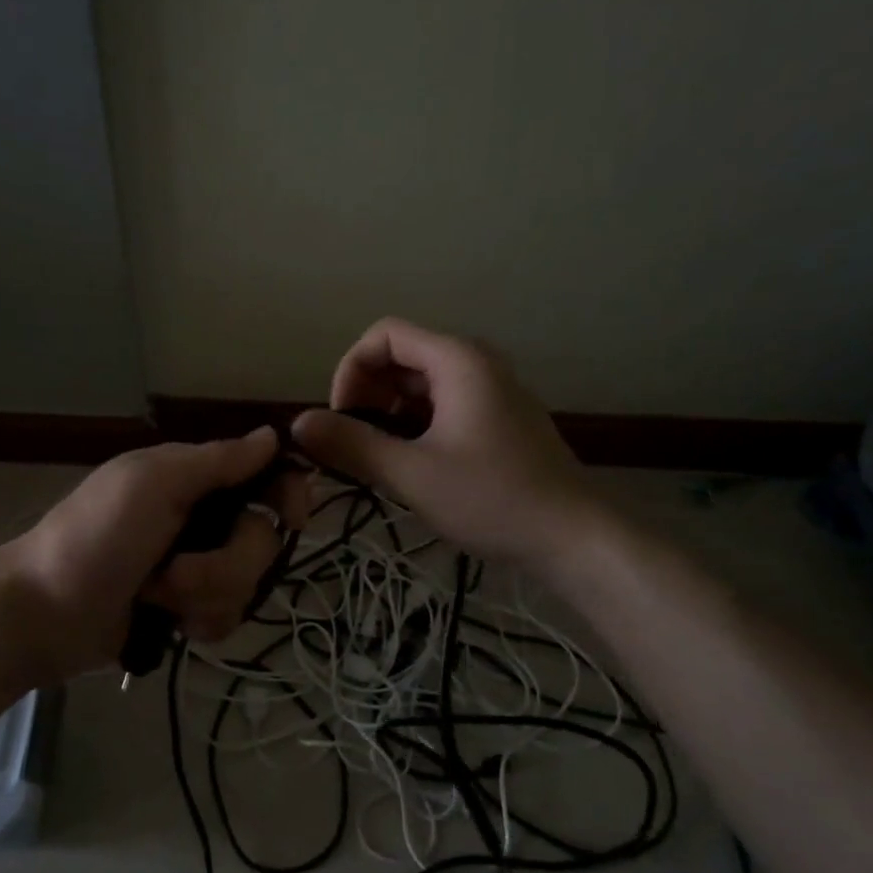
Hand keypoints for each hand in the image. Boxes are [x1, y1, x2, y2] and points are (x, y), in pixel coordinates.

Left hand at [5, 428, 309, 682]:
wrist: (43, 615)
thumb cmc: (95, 537)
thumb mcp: (153, 484)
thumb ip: (216, 462)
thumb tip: (272, 436)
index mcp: (194, 479)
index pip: (265, 476)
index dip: (288, 494)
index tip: (293, 518)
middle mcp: (203, 519)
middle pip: (263, 540)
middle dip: (225, 565)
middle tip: (174, 573)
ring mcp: (197, 568)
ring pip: (248, 584)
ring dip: (205, 596)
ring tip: (158, 598)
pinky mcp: (189, 610)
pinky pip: (229, 617)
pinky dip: (200, 623)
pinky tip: (170, 626)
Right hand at [290, 318, 601, 567]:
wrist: (574, 538)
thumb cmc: (492, 499)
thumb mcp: (411, 474)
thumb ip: (351, 445)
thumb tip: (298, 424)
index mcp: (458, 360)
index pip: (384, 335)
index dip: (350, 370)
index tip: (341, 419)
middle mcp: (476, 362)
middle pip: (401, 356)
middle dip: (367, 394)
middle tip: (356, 443)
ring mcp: (491, 390)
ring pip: (420, 383)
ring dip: (388, 413)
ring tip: (380, 458)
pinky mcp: (498, 417)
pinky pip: (442, 404)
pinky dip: (415, 424)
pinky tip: (412, 465)